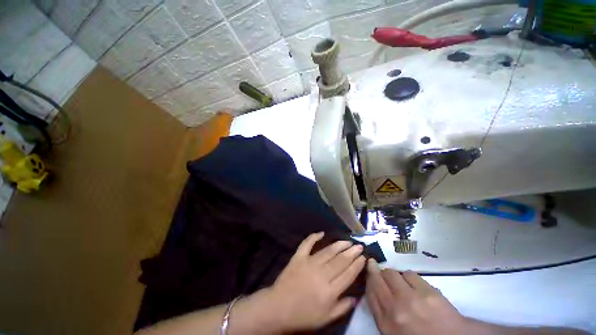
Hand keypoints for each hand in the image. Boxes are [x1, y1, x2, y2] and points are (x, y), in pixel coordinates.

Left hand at [266, 232, 365, 331]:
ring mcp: (309, 263)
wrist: (278, 307)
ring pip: (328, 251)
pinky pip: (307, 244)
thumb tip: (356, 297)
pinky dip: (313, 237)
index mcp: (330, 290)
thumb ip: (342, 307)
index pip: (348, 274)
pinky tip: (321, 233)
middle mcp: (322, 274)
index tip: (363, 257)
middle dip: (352, 252)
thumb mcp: (326, 319)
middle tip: (359, 246)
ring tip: (348, 241)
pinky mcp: (298, 257)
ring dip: (339, 245)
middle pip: (340, 260)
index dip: (357, 265)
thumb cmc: (303, 315)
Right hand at [365, 259, 466, 334]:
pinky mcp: (428, 292)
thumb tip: (373, 288)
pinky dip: (408, 277)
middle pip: (377, 278)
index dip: (368, 278)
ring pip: (392, 273)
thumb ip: (381, 311)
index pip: (370, 291)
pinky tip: (413, 284)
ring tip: (400, 281)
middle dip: (376, 270)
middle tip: (378, 269)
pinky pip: (409, 274)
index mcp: (386, 323)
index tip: (368, 270)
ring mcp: (411, 299)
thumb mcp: (393, 331)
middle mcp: (395, 309)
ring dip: (393, 275)